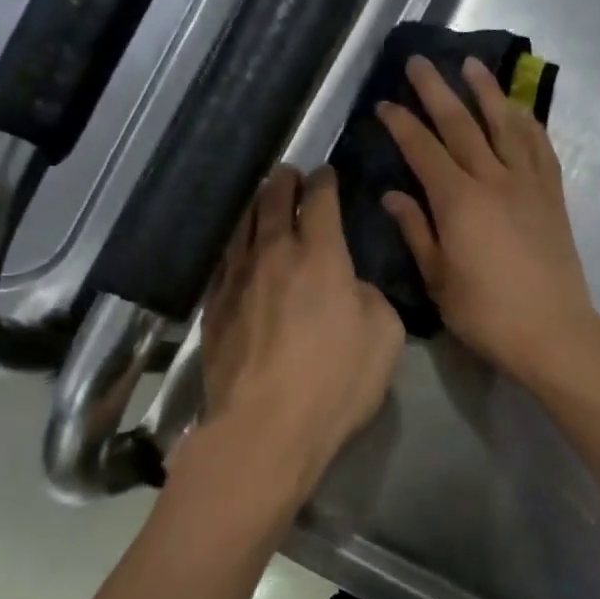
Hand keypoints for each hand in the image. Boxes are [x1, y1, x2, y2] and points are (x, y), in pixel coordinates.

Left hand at [198, 165, 405, 499]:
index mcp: (321, 257)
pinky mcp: (215, 309)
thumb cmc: (335, 382)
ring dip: (254, 207)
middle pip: (273, 204)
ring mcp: (238, 281)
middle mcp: (274, 257)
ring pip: (243, 228)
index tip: (326, 173)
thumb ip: (370, 298)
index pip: (320, 202)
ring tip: (260, 199)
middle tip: (288, 173)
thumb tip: (349, 286)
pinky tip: (236, 248)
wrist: (265, 425)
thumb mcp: (384, 336)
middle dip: (283, 183)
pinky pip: (224, 262)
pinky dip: (234, 245)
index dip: (324, 183)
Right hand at [376, 56, 599, 386]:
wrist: (552, 330)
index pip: (424, 151)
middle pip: (461, 125)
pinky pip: (540, 149)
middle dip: (436, 91)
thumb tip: (393, 196)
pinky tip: (519, 110)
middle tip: (419, 61)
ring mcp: (528, 185)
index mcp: (458, 202)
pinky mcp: (553, 197)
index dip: (402, 125)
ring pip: (505, 126)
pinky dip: (528, 124)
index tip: (384, 103)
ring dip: (486, 93)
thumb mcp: (438, 278)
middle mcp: (493, 181)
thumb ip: (416, 231)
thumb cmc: (485, 313)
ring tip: (471, 65)